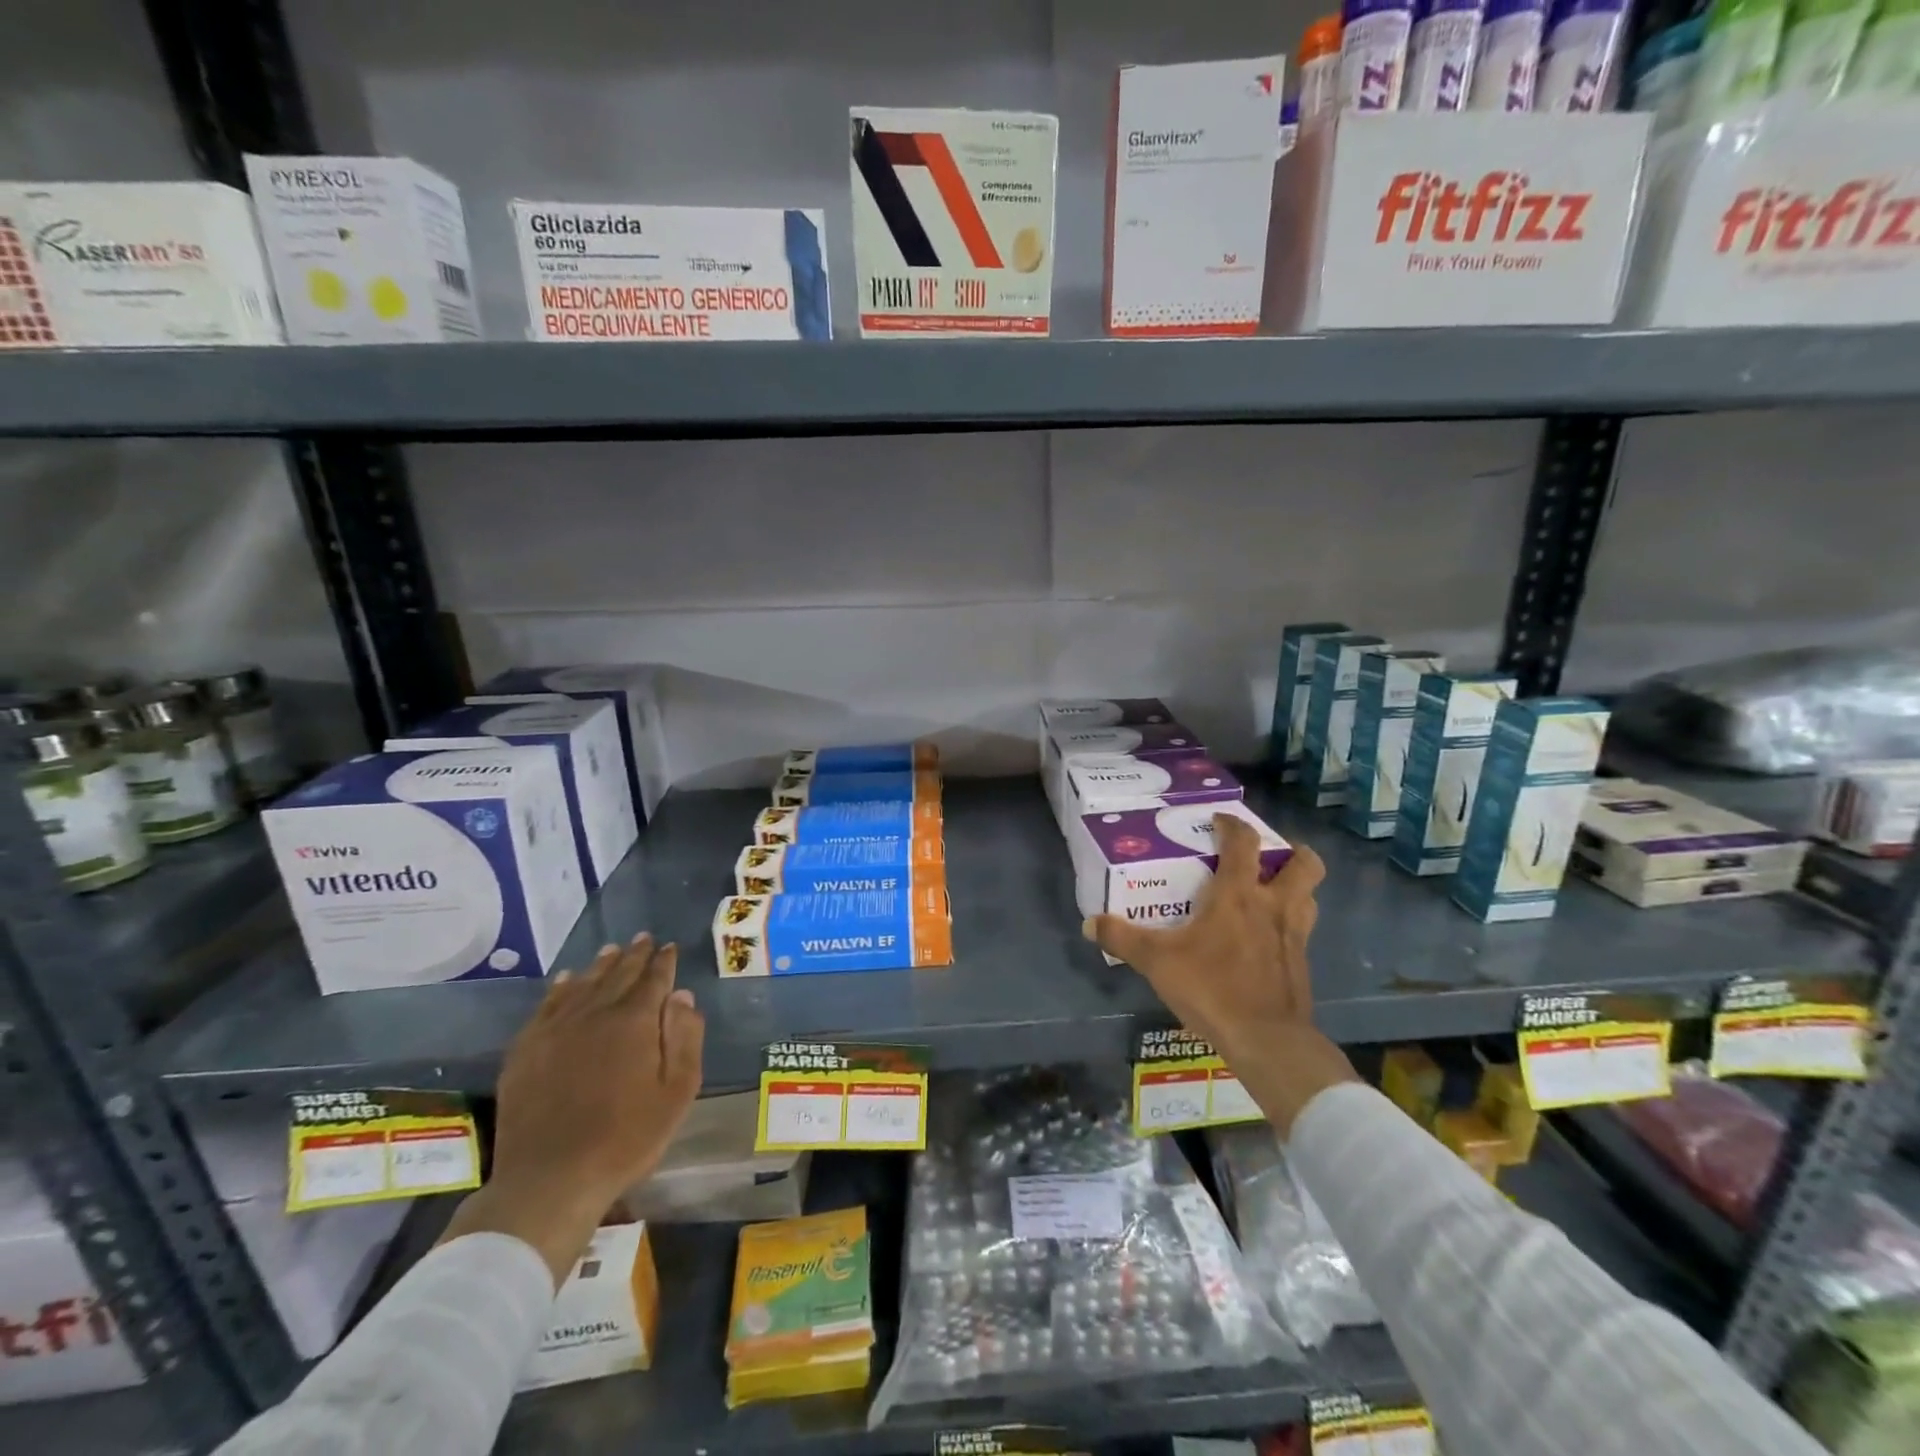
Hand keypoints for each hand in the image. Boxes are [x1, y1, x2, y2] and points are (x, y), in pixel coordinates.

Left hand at [441, 933, 704, 1283]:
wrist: (550, 1180)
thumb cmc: (626, 1138)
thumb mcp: (677, 1091)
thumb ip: (684, 1038)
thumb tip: (682, 995)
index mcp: (635, 1021)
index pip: (654, 979)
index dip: (664, 962)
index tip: (670, 947)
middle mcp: (595, 1013)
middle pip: (618, 974)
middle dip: (634, 955)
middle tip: (644, 938)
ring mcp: (555, 1030)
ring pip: (582, 984)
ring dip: (600, 965)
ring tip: (612, 950)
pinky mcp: (525, 1050)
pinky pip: (546, 1006)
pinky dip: (559, 988)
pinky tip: (565, 980)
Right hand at [1084, 815, 1356, 1132]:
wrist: (1267, 1041)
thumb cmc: (1212, 988)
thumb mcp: (1157, 962)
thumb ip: (1123, 938)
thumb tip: (1090, 922)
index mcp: (1239, 895)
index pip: (1244, 843)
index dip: (1233, 824)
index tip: (1219, 820)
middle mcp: (1273, 906)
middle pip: (1304, 864)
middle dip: (1291, 851)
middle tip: (1267, 855)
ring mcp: (1294, 935)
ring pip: (1310, 895)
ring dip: (1297, 885)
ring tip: (1273, 889)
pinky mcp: (1301, 963)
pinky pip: (1302, 930)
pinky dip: (1290, 923)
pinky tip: (1267, 937)